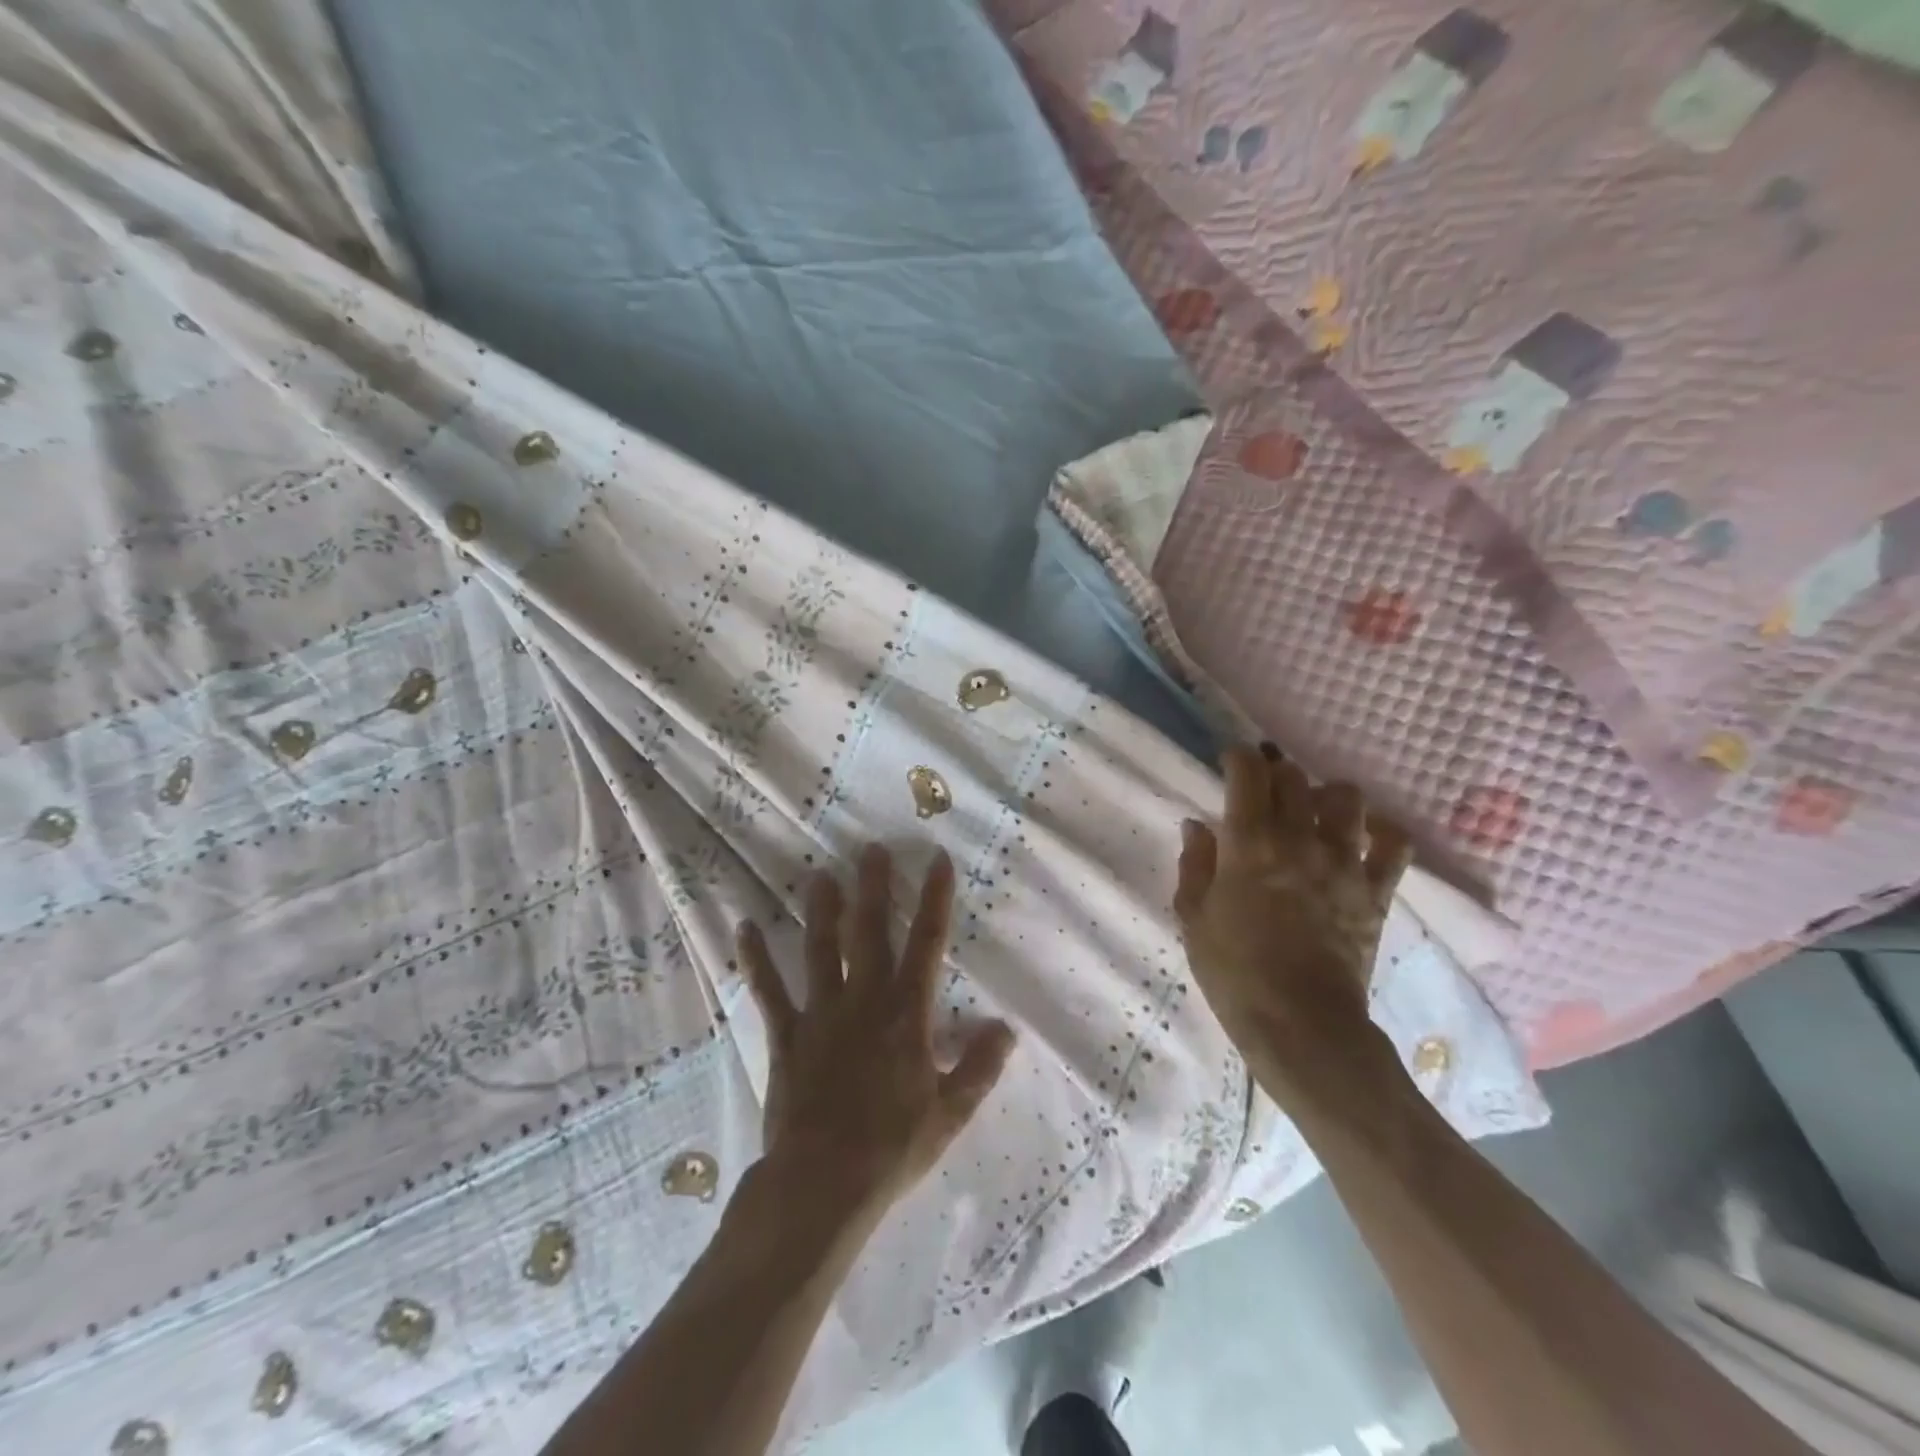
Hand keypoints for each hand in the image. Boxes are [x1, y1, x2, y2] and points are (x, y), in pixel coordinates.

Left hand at [735, 844, 1016, 1223]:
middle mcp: (865, 999)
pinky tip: (744, 929)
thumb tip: (1007, 1028)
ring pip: (821, 949)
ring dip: (821, 910)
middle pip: (870, 932)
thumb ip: (980, 1067)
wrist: (824, 1181)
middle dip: (873, 888)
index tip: (937, 859)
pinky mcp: (786, 1034)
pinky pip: (769, 990)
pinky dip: (756, 959)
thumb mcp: (950, 1113)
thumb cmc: (894, 1147)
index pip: (927, 942)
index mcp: (907, 1013)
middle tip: (871, 850)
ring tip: (820, 875)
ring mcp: (821, 1013)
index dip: (935, 898)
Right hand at [1174, 744, 1412, 1096]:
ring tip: (1312, 812)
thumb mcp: (1194, 917)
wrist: (1300, 1024)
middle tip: (1263, 792)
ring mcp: (1343, 863)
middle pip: (1294, 777)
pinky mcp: (1376, 890)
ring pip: (1346, 797)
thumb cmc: (1234, 972)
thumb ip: (1195, 864)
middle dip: (1274, 774)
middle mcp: (1299, 839)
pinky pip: (1393, 843)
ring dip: (1324, 795)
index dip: (1237, 757)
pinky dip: (1380, 831)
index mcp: (1249, 843)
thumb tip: (1197, 826)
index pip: (1248, 772)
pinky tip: (1363, 837)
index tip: (1229, 764)